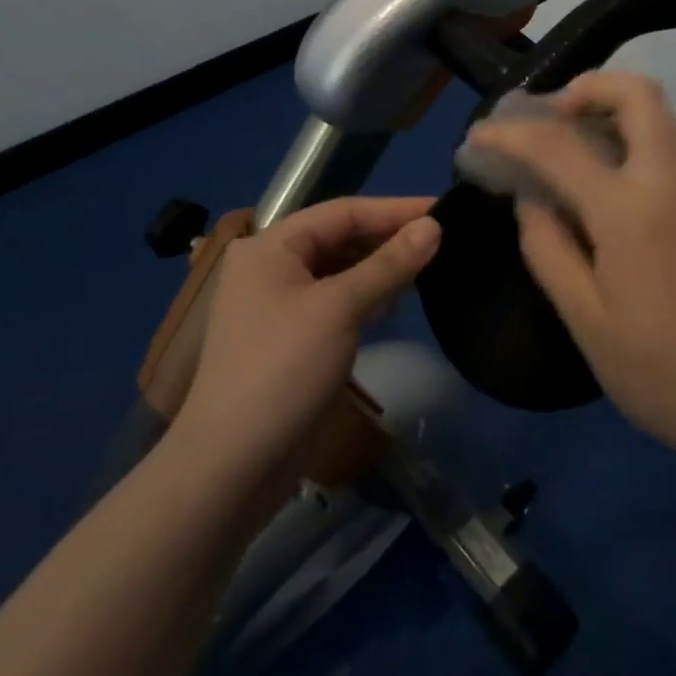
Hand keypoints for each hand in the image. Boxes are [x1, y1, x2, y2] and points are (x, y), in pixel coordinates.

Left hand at [173, 197, 439, 489]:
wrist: (232, 466)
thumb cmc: (283, 370)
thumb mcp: (340, 308)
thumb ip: (388, 264)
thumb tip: (433, 226)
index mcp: (271, 245)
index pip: (343, 211)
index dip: (395, 209)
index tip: (443, 210)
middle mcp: (270, 266)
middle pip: (339, 238)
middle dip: (388, 238)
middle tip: (443, 240)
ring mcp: (278, 304)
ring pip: (339, 270)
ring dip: (380, 268)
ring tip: (428, 267)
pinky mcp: (289, 338)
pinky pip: (334, 301)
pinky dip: (365, 296)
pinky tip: (394, 303)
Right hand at [462, 72, 675, 462]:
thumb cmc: (659, 371)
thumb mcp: (584, 318)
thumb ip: (547, 247)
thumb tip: (531, 199)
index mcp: (631, 208)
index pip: (559, 145)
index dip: (511, 134)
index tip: (478, 136)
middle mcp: (671, 180)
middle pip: (636, 93)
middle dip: (584, 89)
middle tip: (546, 120)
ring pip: (658, 115)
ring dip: (609, 110)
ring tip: (567, 146)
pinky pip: (668, 147)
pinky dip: (630, 140)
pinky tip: (603, 184)